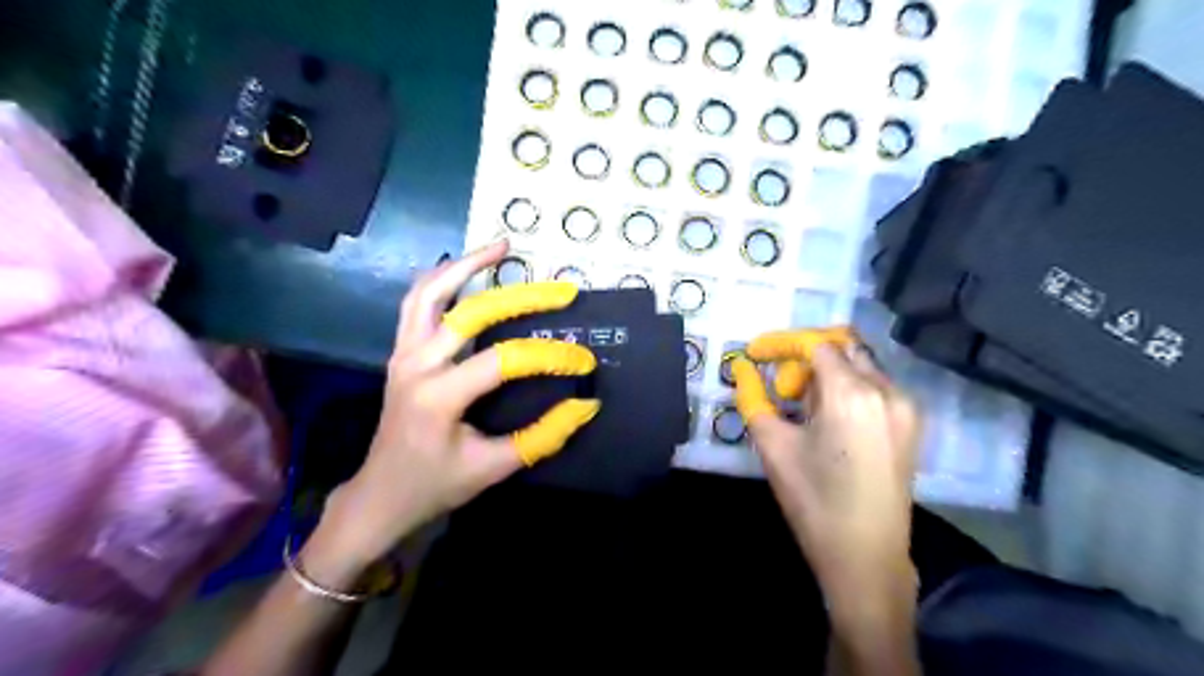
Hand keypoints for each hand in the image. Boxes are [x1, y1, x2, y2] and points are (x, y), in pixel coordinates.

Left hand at [308, 241, 602, 577]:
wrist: (380, 494)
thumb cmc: (435, 485)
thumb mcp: (493, 468)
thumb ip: (542, 436)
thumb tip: (585, 405)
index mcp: (438, 396)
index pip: (504, 360)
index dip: (549, 357)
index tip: (583, 361)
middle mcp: (416, 364)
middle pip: (470, 312)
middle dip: (521, 297)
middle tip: (560, 289)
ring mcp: (402, 353)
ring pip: (429, 292)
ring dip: (466, 265)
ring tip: (501, 247)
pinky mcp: (401, 351)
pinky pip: (416, 303)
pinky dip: (441, 279)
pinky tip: (464, 268)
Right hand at [735, 332, 924, 623]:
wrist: (866, 556)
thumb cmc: (813, 501)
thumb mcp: (773, 446)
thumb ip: (753, 397)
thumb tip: (743, 368)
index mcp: (852, 394)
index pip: (815, 344)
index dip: (782, 343)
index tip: (756, 354)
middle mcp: (887, 390)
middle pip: (842, 347)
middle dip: (806, 358)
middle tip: (783, 392)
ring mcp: (906, 406)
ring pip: (860, 365)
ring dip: (827, 374)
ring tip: (805, 411)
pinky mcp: (913, 424)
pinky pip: (876, 386)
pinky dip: (848, 389)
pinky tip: (832, 422)